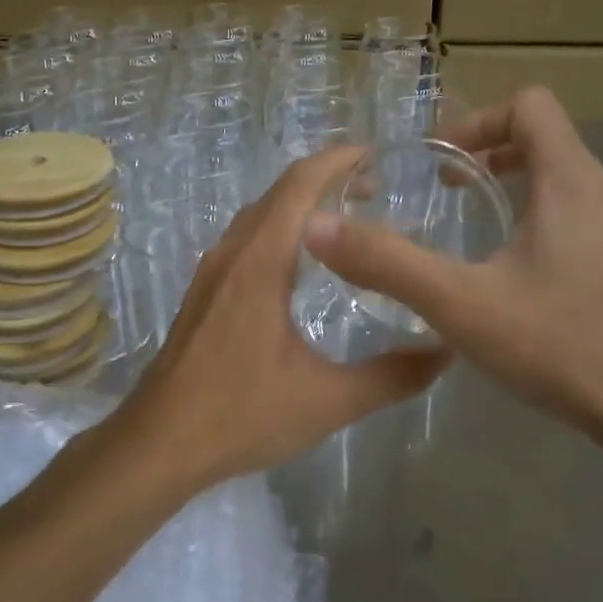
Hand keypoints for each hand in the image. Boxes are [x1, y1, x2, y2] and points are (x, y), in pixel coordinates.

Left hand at [113, 149, 448, 488]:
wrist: (158, 445)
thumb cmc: (241, 415)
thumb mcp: (328, 400)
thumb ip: (391, 376)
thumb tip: (445, 352)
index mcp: (260, 261)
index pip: (300, 184)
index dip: (339, 160)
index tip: (378, 156)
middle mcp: (232, 253)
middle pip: (280, 193)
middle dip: (327, 180)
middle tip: (376, 191)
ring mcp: (211, 273)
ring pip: (260, 216)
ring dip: (300, 206)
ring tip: (345, 223)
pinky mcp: (203, 294)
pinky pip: (246, 241)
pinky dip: (280, 231)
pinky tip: (302, 268)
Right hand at [301, 87, 602, 454]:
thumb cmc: (563, 346)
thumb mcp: (461, 304)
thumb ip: (387, 263)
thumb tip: (317, 227)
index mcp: (571, 181)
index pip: (530, 105)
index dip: (478, 119)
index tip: (438, 160)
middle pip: (546, 140)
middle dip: (487, 153)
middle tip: (444, 188)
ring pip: (563, 181)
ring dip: (512, 187)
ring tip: (472, 227)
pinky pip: (579, 218)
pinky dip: (537, 221)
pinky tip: (513, 278)